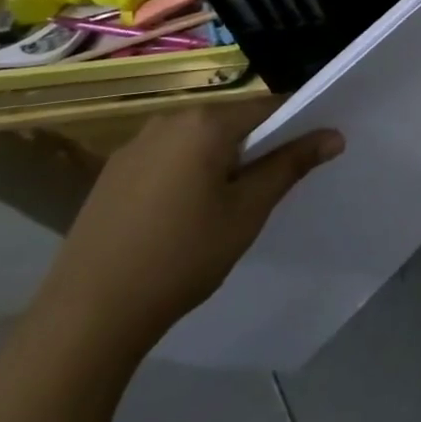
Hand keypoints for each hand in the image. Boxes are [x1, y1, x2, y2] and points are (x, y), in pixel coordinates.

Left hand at [34, 98, 342, 354]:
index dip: (295, 125)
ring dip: (219, 160)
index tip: (310, 152)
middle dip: (255, 146)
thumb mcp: (248, 211)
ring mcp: (135, 145)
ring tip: (224, 206)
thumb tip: (333, 135)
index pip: (269, 106)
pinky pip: (166, 158)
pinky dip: (185, 174)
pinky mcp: (112, 173)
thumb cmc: (181, 256)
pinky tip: (181, 217)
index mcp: (206, 121)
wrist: (87, 315)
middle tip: (268, 188)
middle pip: (231, 121)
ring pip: (197, 140)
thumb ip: (290, 165)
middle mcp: (169, 119)